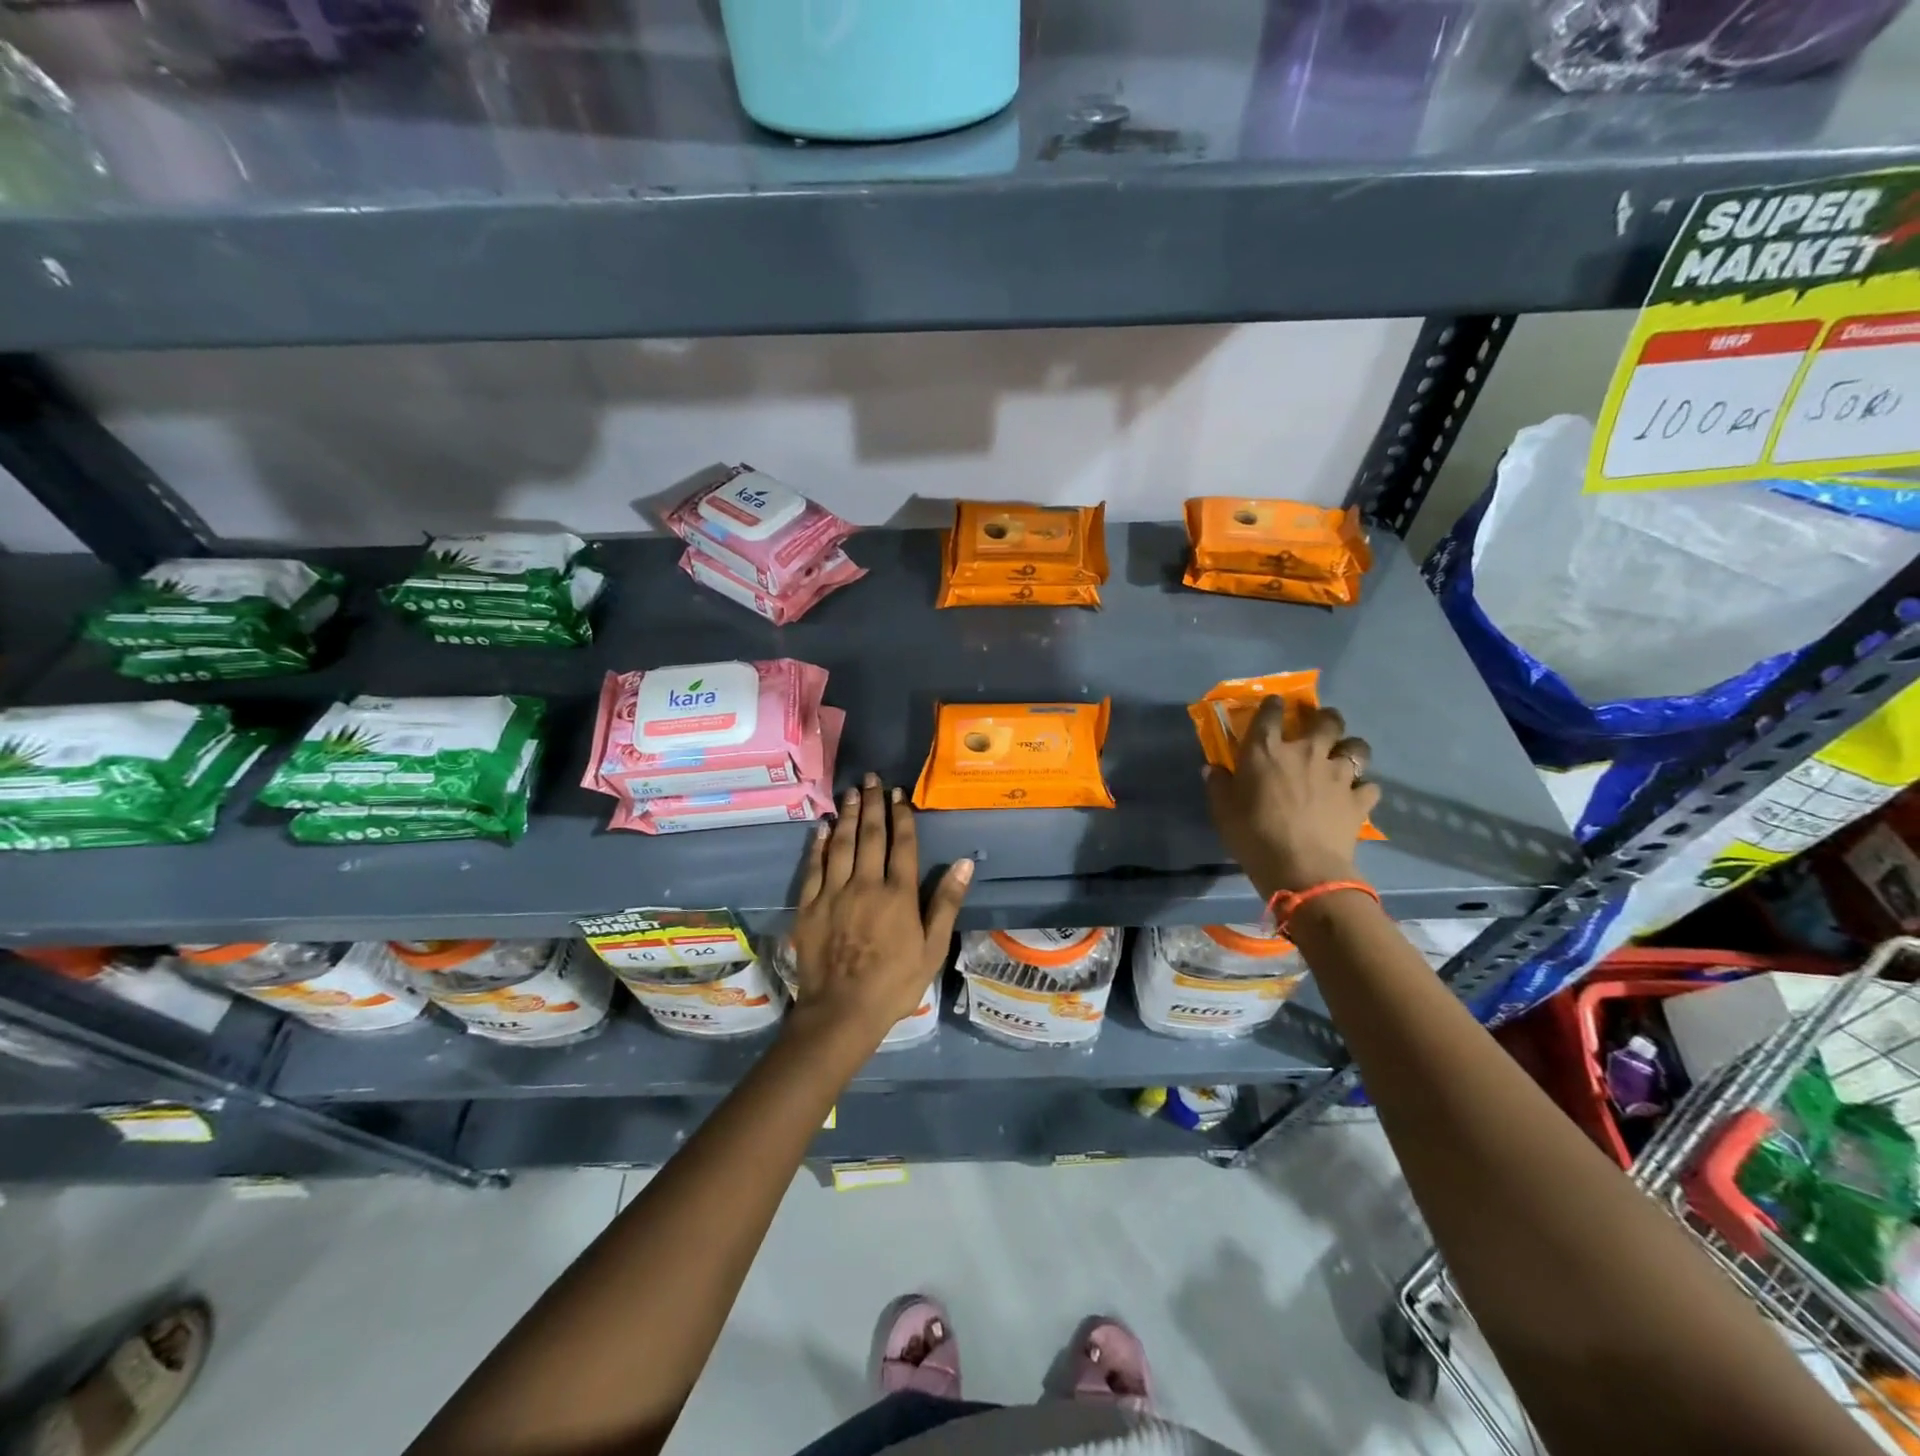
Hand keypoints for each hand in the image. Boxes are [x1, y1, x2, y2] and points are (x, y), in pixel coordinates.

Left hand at [789, 773, 972, 1047]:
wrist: (842, 1012)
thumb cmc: (895, 983)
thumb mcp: (933, 948)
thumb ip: (946, 903)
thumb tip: (965, 863)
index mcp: (898, 894)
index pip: (901, 844)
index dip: (901, 816)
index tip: (898, 793)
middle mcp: (866, 884)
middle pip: (871, 836)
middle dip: (873, 804)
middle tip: (871, 778)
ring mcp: (834, 893)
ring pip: (842, 844)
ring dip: (848, 815)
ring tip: (851, 792)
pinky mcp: (810, 906)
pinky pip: (814, 866)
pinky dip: (819, 844)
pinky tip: (823, 826)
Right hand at [1205, 701, 1379, 900]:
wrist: (1300, 867)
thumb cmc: (1252, 835)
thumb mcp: (1222, 811)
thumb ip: (1218, 785)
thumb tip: (1212, 768)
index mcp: (1266, 750)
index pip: (1270, 713)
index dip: (1273, 705)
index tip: (1274, 704)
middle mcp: (1306, 752)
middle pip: (1326, 720)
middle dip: (1324, 718)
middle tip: (1319, 726)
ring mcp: (1337, 774)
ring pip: (1357, 747)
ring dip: (1350, 748)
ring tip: (1343, 757)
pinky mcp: (1358, 799)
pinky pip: (1368, 786)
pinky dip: (1362, 788)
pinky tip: (1354, 796)